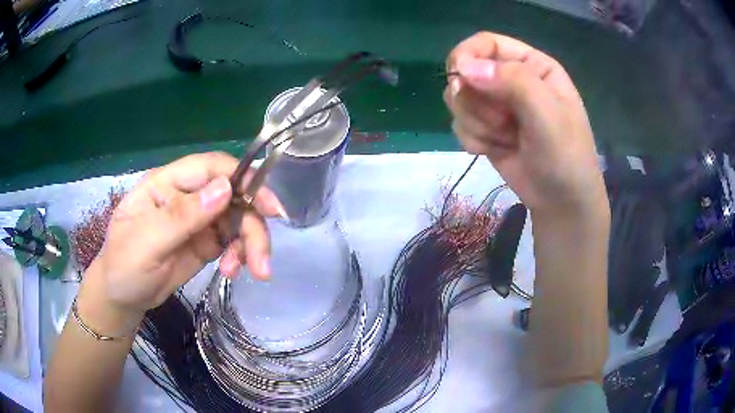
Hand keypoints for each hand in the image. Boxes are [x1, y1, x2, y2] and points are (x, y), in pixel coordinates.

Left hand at [77, 152, 284, 334]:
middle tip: (262, 261)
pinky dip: (240, 255)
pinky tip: (232, 272)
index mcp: (168, 183)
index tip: (269, 207)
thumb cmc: (124, 265)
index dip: (243, 179)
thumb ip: (183, 216)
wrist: (122, 297)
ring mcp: (198, 219)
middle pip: (232, 196)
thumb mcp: (147, 243)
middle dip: (252, 225)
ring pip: (238, 219)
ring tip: (252, 272)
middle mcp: (187, 196)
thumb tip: (226, 189)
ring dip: (250, 244)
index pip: (211, 167)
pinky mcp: (205, 242)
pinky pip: (232, 241)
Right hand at [444, 32, 607, 216]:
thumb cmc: (565, 156)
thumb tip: (463, 67)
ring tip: (506, 139)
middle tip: (502, 123)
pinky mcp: (485, 129)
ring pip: (459, 100)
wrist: (561, 202)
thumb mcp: (548, 115)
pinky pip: (459, 124)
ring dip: (478, 124)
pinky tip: (496, 151)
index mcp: (532, 65)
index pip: (486, 43)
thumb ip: (513, 82)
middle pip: (466, 71)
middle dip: (478, 102)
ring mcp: (496, 105)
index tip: (460, 79)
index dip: (467, 56)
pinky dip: (475, 140)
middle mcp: (511, 80)